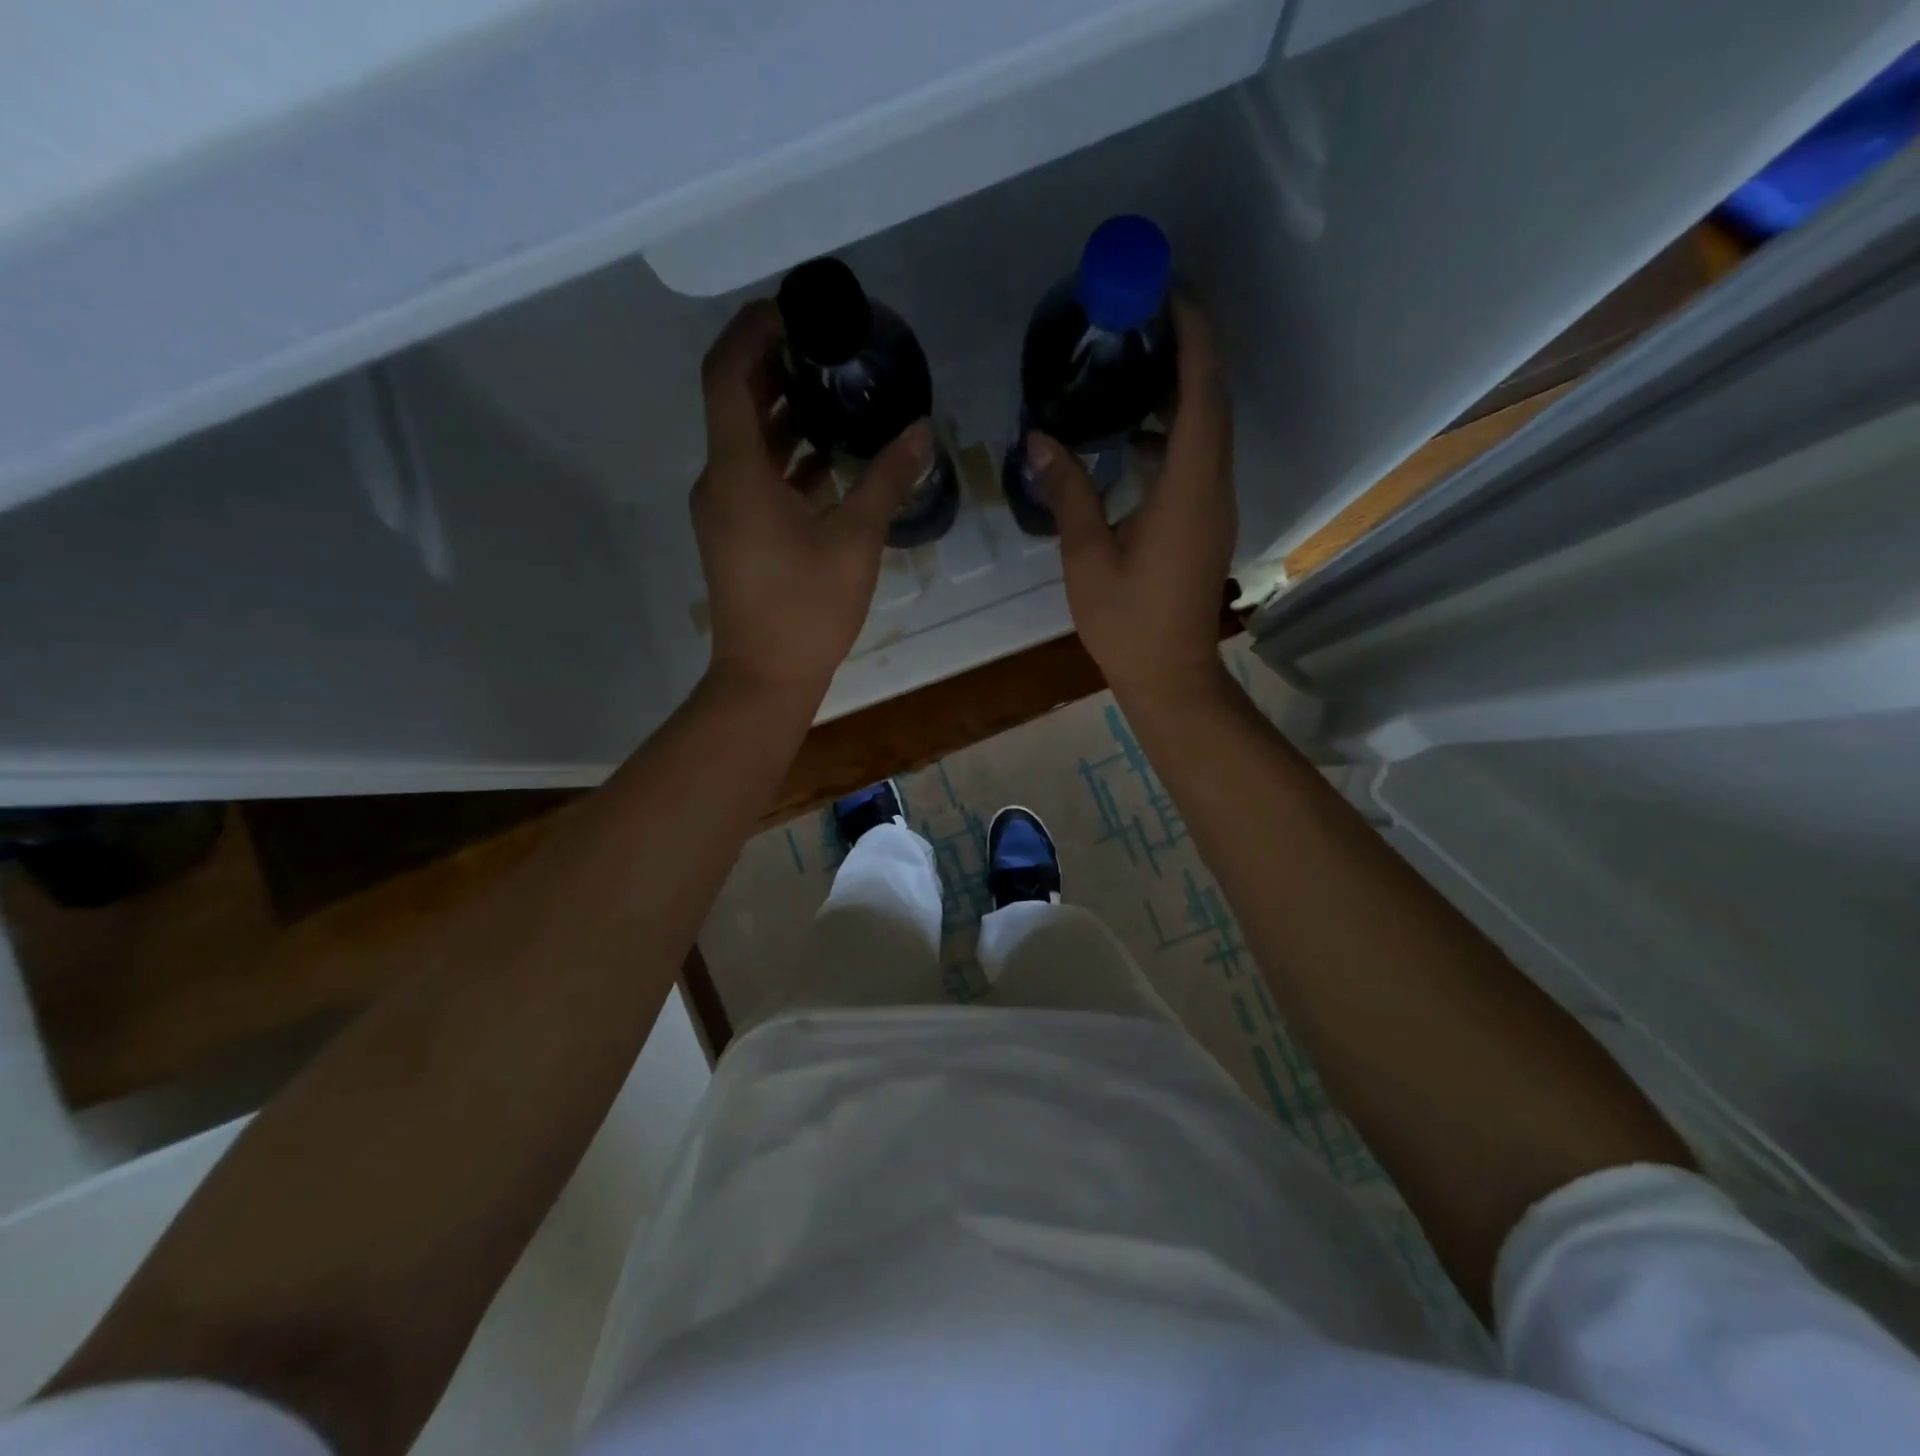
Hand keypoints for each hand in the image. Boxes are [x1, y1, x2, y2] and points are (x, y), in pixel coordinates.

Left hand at [691, 301, 930, 699]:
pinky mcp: (736, 534)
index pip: (726, 374)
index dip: (753, 330)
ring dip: (783, 414)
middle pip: (735, 402)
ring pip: (747, 442)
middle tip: (826, 346)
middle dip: (775, 366)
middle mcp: (719, 481)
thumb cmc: (806, 609)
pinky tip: (828, 461)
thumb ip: (887, 480)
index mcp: (737, 471)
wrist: (764, 678)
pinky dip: (786, 458)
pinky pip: (755, 477)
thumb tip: (922, 431)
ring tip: (835, 394)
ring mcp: (724, 510)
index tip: (794, 309)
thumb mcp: (855, 541)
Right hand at [1035, 296, 1236, 697]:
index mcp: (1187, 490)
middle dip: (1190, 349)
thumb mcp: (1087, 558)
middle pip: (1214, 401)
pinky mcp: (1208, 521)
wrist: (1170, 675)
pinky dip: (1176, 430)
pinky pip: (1201, 457)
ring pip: (1210, 428)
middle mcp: (1213, 487)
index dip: (1193, 338)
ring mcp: (1216, 505)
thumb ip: (1069, 492)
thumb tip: (1039, 439)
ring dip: (1183, 389)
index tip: (1170, 293)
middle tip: (1145, 315)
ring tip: (1134, 365)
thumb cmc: (1127, 623)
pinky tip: (1132, 436)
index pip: (1201, 395)